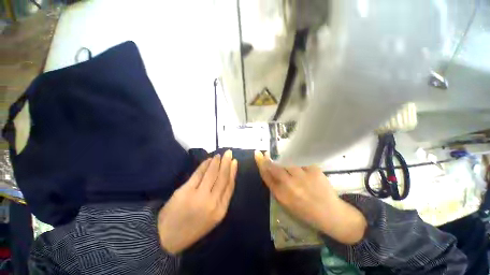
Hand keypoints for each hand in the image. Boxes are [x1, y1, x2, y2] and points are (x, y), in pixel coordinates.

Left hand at [158, 150, 237, 253]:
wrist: (168, 238)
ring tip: (219, 155)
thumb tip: (226, 178)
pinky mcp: (186, 191)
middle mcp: (212, 202)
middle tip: (229, 152)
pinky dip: (204, 165)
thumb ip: (221, 198)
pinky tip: (208, 160)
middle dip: (226, 163)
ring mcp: (199, 196)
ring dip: (216, 162)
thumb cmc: (194, 227)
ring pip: (211, 173)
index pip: (230, 186)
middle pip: (222, 177)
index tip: (235, 161)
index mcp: (221, 210)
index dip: (233, 172)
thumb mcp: (213, 217)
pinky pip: (198, 174)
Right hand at [254, 151, 365, 243]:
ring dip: (281, 156)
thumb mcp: (286, 203)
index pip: (266, 175)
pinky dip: (296, 157)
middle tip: (266, 153)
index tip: (258, 155)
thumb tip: (269, 170)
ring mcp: (303, 177)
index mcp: (281, 195)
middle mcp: (290, 186)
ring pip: (287, 161)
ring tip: (280, 154)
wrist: (330, 215)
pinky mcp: (314, 171)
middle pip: (274, 167)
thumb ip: (276, 187)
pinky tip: (296, 157)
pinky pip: (301, 159)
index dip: (260, 163)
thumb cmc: (305, 211)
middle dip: (267, 158)